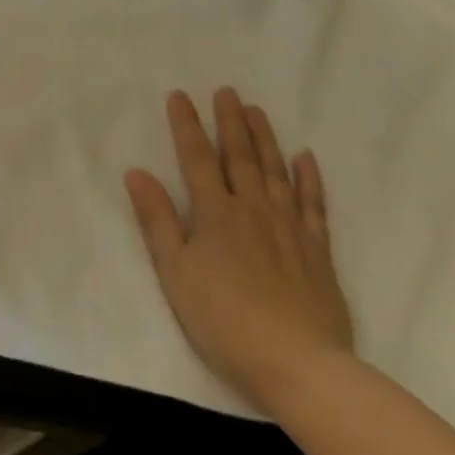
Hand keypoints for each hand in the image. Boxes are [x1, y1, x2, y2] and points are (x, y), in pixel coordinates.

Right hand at [126, 87, 352, 410]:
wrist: (298, 364)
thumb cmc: (222, 318)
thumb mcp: (174, 271)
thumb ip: (157, 220)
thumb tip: (137, 173)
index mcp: (215, 215)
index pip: (197, 159)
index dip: (186, 126)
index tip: (180, 96)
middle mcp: (253, 211)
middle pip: (240, 157)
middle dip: (230, 122)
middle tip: (227, 91)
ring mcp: (290, 229)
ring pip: (276, 173)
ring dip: (265, 139)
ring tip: (257, 111)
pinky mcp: (317, 252)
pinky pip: (314, 205)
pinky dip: (309, 179)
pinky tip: (305, 158)